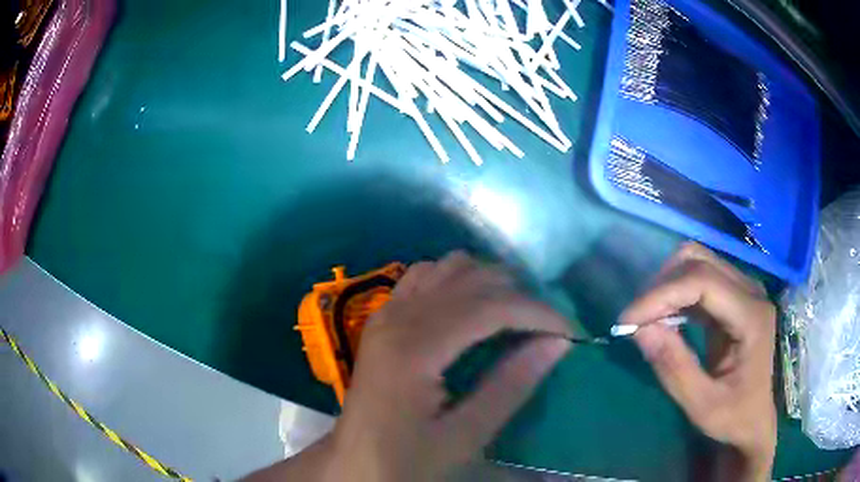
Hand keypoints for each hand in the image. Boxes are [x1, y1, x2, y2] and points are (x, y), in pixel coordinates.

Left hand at [247, 251, 571, 481]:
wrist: (352, 463)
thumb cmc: (405, 460)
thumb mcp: (464, 437)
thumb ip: (510, 387)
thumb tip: (558, 343)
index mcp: (414, 348)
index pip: (490, 306)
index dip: (537, 312)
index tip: (570, 331)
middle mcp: (397, 317)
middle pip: (471, 278)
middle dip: (518, 295)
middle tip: (545, 328)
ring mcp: (385, 313)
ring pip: (447, 267)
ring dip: (488, 283)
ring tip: (514, 316)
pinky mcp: (382, 318)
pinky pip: (424, 277)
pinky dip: (457, 282)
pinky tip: (470, 310)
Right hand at [620, 243, 776, 480]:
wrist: (755, 417)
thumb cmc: (734, 416)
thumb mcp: (702, 406)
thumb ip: (675, 369)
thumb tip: (640, 330)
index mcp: (751, 316)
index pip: (703, 281)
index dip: (662, 294)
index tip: (627, 321)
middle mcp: (750, 290)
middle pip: (699, 261)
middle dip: (661, 286)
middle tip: (636, 322)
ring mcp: (743, 289)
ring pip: (697, 262)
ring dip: (666, 286)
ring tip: (648, 320)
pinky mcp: (733, 296)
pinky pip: (699, 278)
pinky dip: (675, 293)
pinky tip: (664, 318)